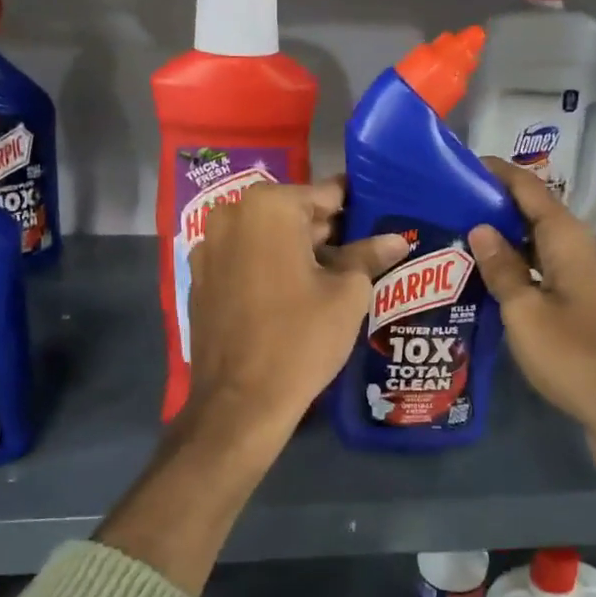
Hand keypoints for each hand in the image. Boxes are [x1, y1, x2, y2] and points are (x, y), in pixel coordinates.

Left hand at [183, 177, 409, 443]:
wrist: (241, 402)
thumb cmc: (301, 338)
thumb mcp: (347, 294)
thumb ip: (368, 256)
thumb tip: (395, 239)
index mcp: (269, 206)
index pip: (327, 194)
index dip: (356, 209)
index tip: (379, 221)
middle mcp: (230, 215)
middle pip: (294, 214)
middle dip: (326, 233)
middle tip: (362, 256)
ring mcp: (208, 248)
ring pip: (267, 238)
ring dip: (297, 251)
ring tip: (333, 279)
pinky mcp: (200, 280)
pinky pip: (245, 261)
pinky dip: (269, 269)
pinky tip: (293, 296)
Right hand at [468, 158, 595, 485]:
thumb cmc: (574, 356)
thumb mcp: (524, 312)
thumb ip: (501, 268)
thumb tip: (481, 227)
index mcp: (569, 240)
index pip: (529, 188)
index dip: (497, 172)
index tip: (460, 164)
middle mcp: (583, 250)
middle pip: (536, 213)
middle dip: (496, 204)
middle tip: (450, 206)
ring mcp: (588, 278)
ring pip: (541, 244)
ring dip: (507, 238)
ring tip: (462, 239)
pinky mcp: (588, 304)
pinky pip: (548, 271)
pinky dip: (520, 266)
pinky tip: (493, 280)